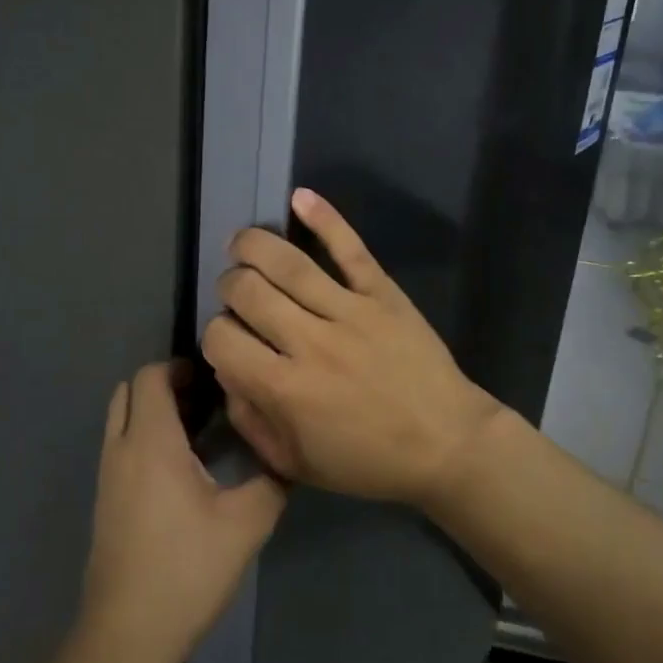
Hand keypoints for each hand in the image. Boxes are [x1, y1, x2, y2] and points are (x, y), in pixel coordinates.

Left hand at [73, 363, 285, 662]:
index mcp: (151, 442)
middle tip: (208, 401)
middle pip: (130, 390)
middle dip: (165, 385)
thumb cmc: (185, 571)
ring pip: (122, 419)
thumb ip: (272, 482)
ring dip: (154, 412)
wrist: (125, 637)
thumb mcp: (245, 525)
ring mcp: (108, 476)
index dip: (180, 367)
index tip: (216, 380)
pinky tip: (183, 469)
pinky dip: (145, 437)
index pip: (151, 376)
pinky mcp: (105, 500)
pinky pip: (121, 446)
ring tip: (201, 431)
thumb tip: (286, 455)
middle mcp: (121, 449)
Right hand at [201, 188, 503, 506]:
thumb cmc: (370, 461)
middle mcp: (310, 342)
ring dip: (253, 246)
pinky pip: (349, 249)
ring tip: (241, 243)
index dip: (214, 335)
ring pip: (288, 264)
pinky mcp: (382, 293)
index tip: (228, 340)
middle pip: (247, 291)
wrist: (448, 444)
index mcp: (286, 389)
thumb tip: (228, 374)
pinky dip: (324, 219)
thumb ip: (252, 420)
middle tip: (236, 292)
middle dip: (229, 286)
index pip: (223, 339)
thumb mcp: (297, 464)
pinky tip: (298, 198)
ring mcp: (350, 311)